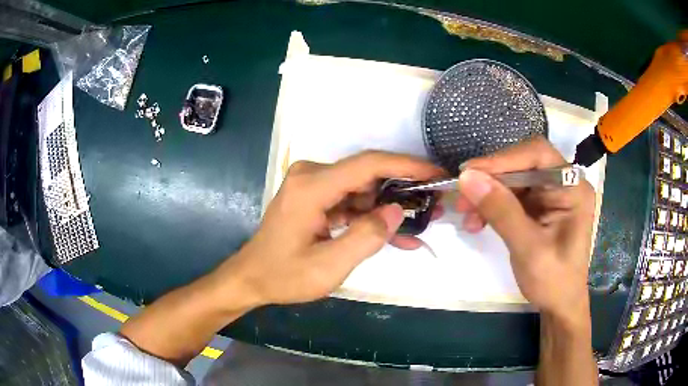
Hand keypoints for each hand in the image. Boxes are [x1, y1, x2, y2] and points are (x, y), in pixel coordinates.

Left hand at [224, 151, 443, 305]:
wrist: (252, 278)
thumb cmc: (284, 275)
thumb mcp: (328, 266)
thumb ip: (366, 237)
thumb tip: (396, 210)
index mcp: (311, 186)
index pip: (368, 164)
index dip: (406, 165)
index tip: (436, 173)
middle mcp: (311, 175)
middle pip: (368, 174)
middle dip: (403, 189)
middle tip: (434, 206)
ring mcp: (312, 185)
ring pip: (363, 188)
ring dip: (389, 206)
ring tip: (420, 223)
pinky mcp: (315, 196)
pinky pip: (351, 201)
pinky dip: (371, 217)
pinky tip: (395, 234)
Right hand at [455, 136, 594, 325]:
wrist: (559, 305)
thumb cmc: (553, 281)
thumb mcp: (528, 248)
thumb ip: (502, 211)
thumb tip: (467, 178)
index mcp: (572, 188)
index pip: (538, 155)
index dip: (504, 159)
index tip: (469, 173)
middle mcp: (563, 183)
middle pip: (523, 164)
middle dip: (491, 179)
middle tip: (462, 196)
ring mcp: (550, 194)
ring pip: (513, 180)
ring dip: (487, 194)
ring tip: (467, 215)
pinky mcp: (539, 206)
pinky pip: (511, 196)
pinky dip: (491, 205)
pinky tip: (478, 221)